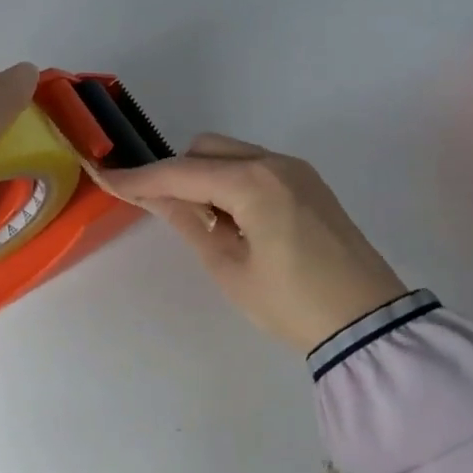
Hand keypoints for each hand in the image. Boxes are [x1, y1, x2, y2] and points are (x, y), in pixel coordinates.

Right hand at [92, 135, 407, 353]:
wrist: (368, 323)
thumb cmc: (291, 304)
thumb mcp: (228, 268)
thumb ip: (188, 222)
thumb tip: (153, 197)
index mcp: (253, 183)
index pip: (181, 172)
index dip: (139, 178)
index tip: (104, 177)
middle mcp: (275, 162)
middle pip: (205, 149)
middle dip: (175, 172)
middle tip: (160, 210)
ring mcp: (296, 169)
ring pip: (230, 154)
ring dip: (203, 176)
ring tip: (201, 221)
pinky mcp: (308, 183)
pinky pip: (254, 167)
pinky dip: (230, 181)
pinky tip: (231, 218)